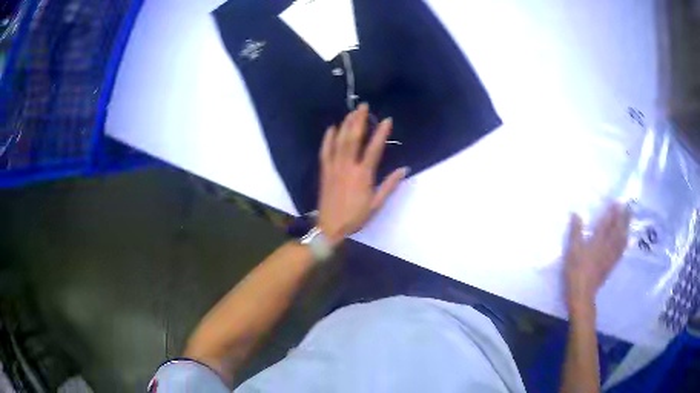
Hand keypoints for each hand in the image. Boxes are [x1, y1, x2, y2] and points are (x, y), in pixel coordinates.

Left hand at [317, 104, 407, 245]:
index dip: (381, 133)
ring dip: (346, 125)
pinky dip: (328, 138)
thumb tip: (404, 169)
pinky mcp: (325, 171)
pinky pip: (325, 151)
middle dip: (359, 120)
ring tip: (351, 112)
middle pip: (353, 139)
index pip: (374, 149)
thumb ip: (390, 185)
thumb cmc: (355, 217)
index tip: (387, 120)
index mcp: (363, 175)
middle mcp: (348, 167)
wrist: (330, 227)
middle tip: (363, 106)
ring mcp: (334, 167)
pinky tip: (331, 128)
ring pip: (339, 141)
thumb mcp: (376, 205)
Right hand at [564, 203, 630, 312]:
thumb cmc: (575, 271)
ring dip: (626, 227)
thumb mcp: (572, 251)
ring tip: (629, 218)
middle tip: (627, 206)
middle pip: (618, 229)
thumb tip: (576, 214)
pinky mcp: (612, 265)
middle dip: (623, 216)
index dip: (612, 211)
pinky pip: (621, 250)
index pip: (607, 222)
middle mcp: (607, 246)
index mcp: (597, 241)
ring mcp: (611, 256)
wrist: (582, 293)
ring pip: (622, 238)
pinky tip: (626, 238)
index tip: (616, 201)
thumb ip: (575, 232)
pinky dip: (625, 241)